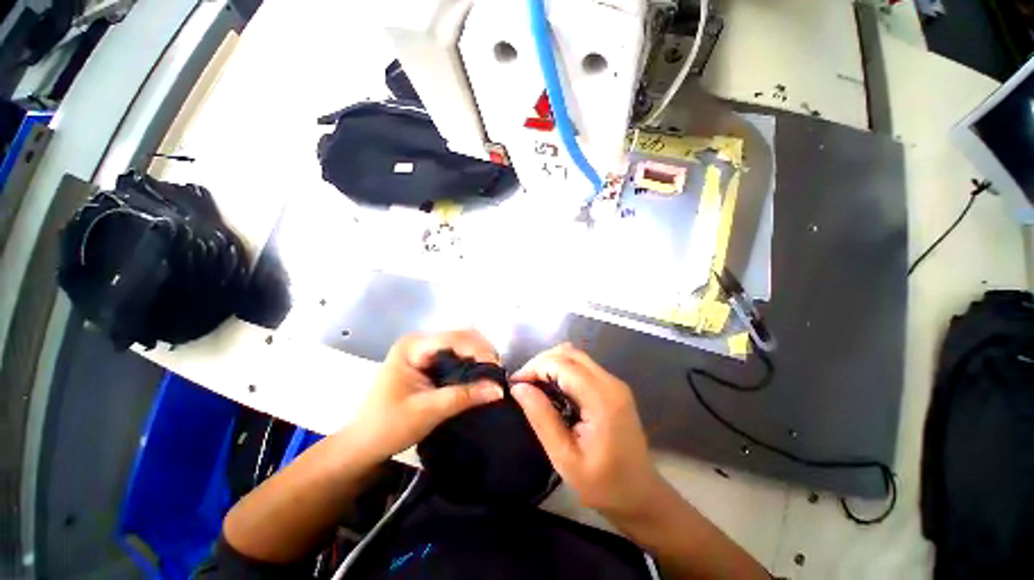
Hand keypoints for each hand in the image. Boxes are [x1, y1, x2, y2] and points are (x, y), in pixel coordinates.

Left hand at [351, 330, 503, 460]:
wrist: (363, 444)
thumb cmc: (389, 427)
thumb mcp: (429, 411)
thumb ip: (465, 397)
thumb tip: (499, 389)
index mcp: (412, 346)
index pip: (454, 338)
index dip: (479, 350)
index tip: (497, 371)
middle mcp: (419, 340)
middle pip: (460, 335)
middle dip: (482, 352)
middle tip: (497, 374)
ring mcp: (424, 349)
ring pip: (461, 343)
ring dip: (479, 356)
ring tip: (492, 374)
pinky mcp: (428, 360)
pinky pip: (457, 354)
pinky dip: (471, 362)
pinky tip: (480, 374)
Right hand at [511, 343, 662, 520]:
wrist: (640, 496)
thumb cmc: (602, 485)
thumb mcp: (565, 457)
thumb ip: (542, 418)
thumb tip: (519, 388)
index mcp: (602, 399)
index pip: (563, 365)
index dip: (535, 367)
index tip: (515, 383)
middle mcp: (611, 383)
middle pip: (570, 354)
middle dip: (542, 362)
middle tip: (523, 383)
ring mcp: (614, 383)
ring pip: (576, 356)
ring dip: (551, 363)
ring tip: (533, 384)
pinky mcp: (613, 388)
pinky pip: (583, 367)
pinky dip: (562, 370)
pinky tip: (552, 387)